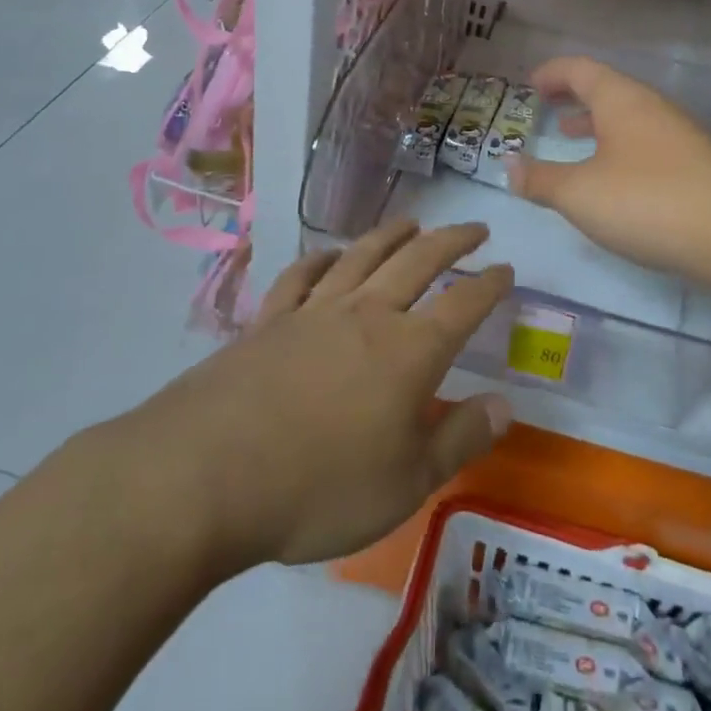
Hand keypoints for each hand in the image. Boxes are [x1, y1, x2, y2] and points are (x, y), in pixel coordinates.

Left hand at [108, 220, 512, 571]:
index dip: (490, 283)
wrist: (204, 477)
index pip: (464, 303)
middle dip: (452, 241)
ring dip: (392, 234)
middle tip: (475, 228)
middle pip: (418, 261)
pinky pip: (301, 277)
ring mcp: (313, 313)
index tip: (506, 269)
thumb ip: (460, 440)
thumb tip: (506, 405)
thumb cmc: (318, 488)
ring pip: (362, 256)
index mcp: (409, 351)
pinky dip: (321, 259)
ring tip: (412, 222)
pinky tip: (329, 255)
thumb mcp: (406, 484)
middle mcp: (366, 315)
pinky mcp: (267, 322)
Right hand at [506, 56, 710, 288]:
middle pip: (607, 89)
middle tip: (546, 108)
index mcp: (622, 100)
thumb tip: (509, 166)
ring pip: (629, 117)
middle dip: (573, 97)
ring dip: (597, 123)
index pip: (580, 69)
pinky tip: (614, 178)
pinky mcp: (697, 165)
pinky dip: (619, 148)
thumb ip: (540, 179)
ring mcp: (680, 135)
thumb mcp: (580, 194)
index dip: (552, 72)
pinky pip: (646, 142)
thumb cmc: (647, 202)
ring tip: (571, 137)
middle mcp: (653, 107)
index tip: (529, 84)